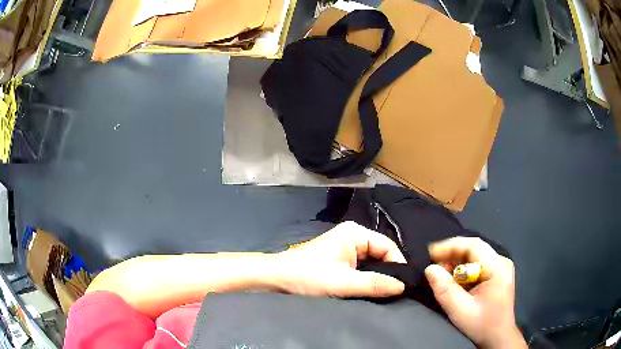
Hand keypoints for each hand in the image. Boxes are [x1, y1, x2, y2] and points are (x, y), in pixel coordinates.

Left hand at [275, 221, 405, 297]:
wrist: (276, 278)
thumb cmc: (307, 277)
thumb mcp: (343, 283)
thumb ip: (374, 284)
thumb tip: (403, 287)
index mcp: (355, 233)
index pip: (388, 246)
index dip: (398, 265)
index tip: (404, 286)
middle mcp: (353, 236)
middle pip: (381, 254)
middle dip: (388, 272)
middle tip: (396, 292)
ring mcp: (345, 247)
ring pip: (371, 262)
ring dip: (377, 277)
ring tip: (385, 293)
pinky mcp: (339, 259)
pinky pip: (361, 267)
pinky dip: (366, 279)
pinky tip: (369, 290)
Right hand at [424, 237, 525, 348]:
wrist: (498, 337)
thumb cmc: (482, 325)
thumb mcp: (461, 311)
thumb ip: (445, 290)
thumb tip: (430, 269)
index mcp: (498, 267)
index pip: (474, 246)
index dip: (451, 246)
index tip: (430, 253)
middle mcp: (500, 262)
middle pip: (474, 249)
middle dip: (451, 254)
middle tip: (432, 264)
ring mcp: (499, 267)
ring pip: (474, 256)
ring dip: (455, 263)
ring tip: (440, 274)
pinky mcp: (495, 274)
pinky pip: (476, 265)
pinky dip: (461, 270)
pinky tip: (452, 280)